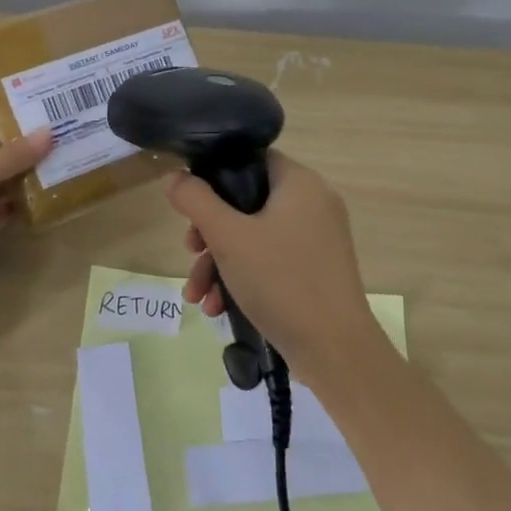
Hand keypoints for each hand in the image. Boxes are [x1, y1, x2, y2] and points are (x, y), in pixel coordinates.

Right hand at [166, 151, 387, 388]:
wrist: (335, 351)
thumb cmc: (281, 281)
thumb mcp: (227, 237)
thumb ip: (195, 200)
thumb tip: (175, 177)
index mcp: (300, 183)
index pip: (250, 159)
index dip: (215, 176)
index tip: (191, 206)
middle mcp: (313, 204)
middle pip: (246, 203)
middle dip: (210, 234)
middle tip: (190, 252)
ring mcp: (317, 239)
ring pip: (254, 236)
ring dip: (219, 263)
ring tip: (197, 296)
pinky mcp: (315, 270)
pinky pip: (270, 260)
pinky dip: (242, 277)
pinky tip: (218, 307)